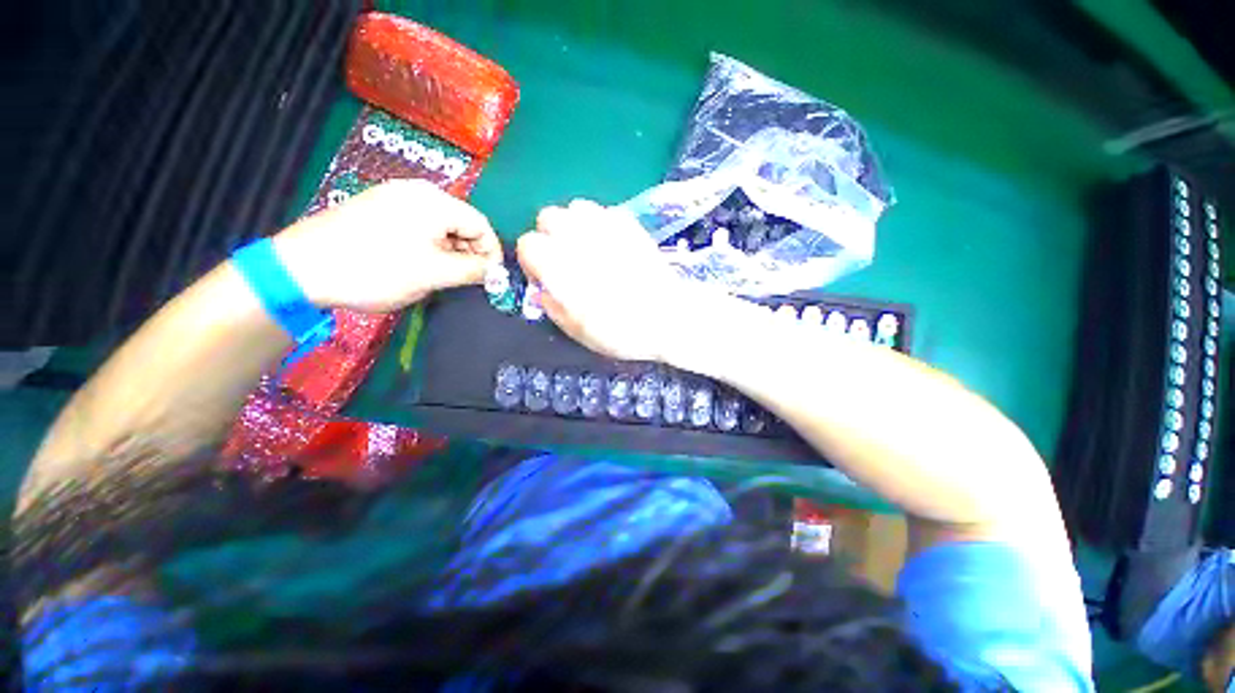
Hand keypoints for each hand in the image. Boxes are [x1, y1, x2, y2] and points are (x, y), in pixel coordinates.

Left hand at [272, 179, 500, 310]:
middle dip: (470, 252)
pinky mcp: (379, 207)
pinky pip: (419, 225)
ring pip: (441, 225)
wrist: (303, 267)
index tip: (492, 278)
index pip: (481, 224)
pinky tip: (420, 263)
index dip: (492, 252)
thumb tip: (497, 272)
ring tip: (443, 275)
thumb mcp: (434, 274)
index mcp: (434, 202)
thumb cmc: (377, 269)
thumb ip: (473, 271)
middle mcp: (417, 191)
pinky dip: (430, 245)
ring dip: (451, 251)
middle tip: (467, 279)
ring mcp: (395, 197)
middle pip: (462, 222)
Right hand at [517, 199, 717, 361]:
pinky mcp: (629, 225)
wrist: (667, 318)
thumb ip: (552, 306)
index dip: (532, 261)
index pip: (527, 244)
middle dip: (549, 236)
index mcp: (558, 265)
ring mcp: (605, 226)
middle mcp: (577, 238)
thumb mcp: (576, 330)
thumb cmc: (618, 331)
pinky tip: (610, 243)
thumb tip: (544, 291)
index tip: (545, 277)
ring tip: (587, 247)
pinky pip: (605, 212)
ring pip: (576, 207)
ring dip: (574, 225)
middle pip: (548, 217)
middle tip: (564, 259)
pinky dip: (600, 223)